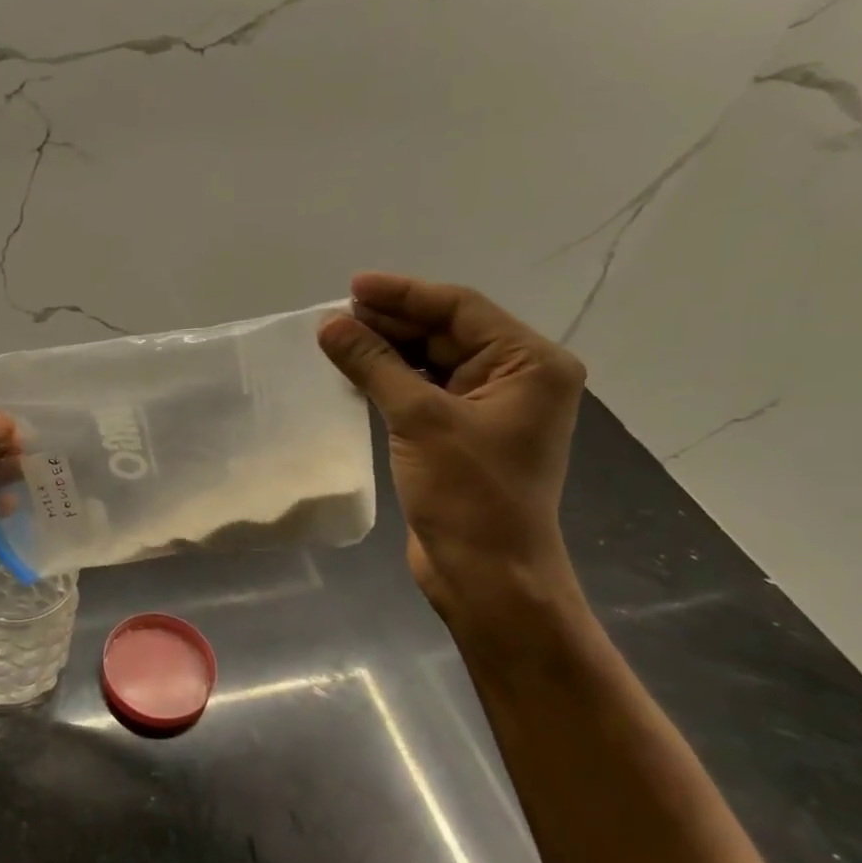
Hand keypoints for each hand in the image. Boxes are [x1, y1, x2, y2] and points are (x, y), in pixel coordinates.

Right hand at [318, 272, 585, 620]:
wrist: (487, 575)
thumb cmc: (469, 494)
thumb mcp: (420, 419)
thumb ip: (375, 365)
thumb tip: (330, 325)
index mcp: (531, 364)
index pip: (462, 309)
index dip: (404, 295)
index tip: (352, 287)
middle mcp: (517, 378)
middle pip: (447, 333)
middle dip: (392, 323)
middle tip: (336, 317)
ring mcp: (490, 409)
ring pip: (432, 362)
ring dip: (387, 351)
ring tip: (337, 340)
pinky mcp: (464, 436)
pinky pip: (425, 392)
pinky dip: (391, 381)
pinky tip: (355, 374)